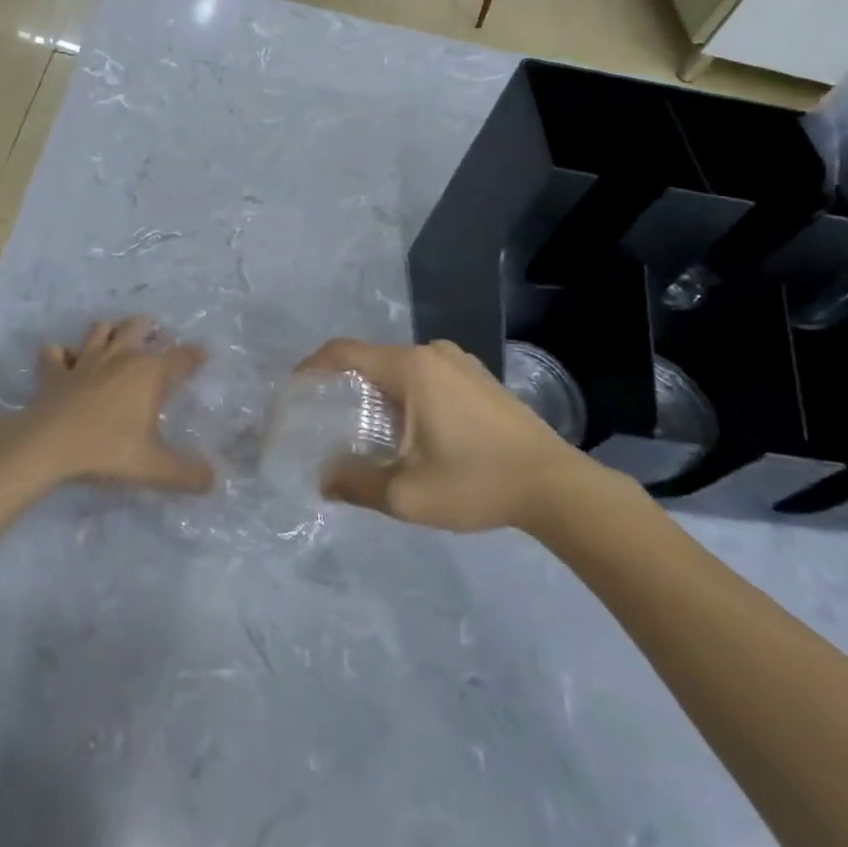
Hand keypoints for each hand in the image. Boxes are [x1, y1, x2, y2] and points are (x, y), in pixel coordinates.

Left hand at [0, 317, 213, 493]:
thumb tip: (213, 480)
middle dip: (148, 327)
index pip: (181, 357)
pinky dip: (60, 353)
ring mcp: (84, 360)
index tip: (202, 355)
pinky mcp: (54, 371)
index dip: (194, 355)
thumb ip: (187, 474)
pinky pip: (55, 352)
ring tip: (113, 338)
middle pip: (137, 327)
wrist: (48, 445)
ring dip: (108, 331)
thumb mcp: (154, 467)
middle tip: (154, 333)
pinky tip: (64, 361)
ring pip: (99, 329)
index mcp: (149, 372)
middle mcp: (120, 356)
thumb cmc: (107, 450)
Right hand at [298, 338, 629, 531]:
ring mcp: (460, 362)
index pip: (344, 352)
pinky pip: (426, 376)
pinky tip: (410, 430)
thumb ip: (355, 483)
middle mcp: (432, 353)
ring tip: (365, 429)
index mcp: (410, 368)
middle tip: (326, 419)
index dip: (312, 366)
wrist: (555, 486)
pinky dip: (405, 394)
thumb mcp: (406, 494)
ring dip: (377, 392)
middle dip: (344, 385)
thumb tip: (323, 480)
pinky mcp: (478, 377)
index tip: (293, 389)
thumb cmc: (476, 482)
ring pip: (400, 369)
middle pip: (372, 360)